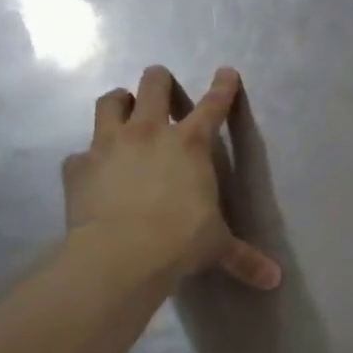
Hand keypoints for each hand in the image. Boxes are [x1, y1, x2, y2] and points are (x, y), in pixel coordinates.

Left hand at [62, 65, 281, 293]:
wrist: (121, 254)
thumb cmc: (180, 242)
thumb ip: (244, 258)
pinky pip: (81, 153)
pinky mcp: (77, 165)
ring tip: (122, 107)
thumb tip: (275, 280)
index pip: (213, 106)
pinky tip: (92, 171)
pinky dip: (88, 158)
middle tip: (160, 83)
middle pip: (153, 86)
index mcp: (191, 144)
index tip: (226, 72)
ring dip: (118, 101)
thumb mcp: (217, 247)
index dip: (222, 87)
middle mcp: (149, 132)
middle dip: (159, 80)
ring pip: (110, 102)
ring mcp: (108, 144)